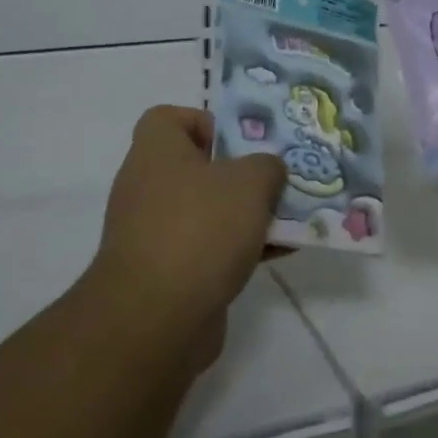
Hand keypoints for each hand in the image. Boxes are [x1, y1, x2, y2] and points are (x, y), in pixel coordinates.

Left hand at [86, 106, 285, 365]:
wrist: (156, 319)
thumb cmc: (200, 229)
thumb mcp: (250, 182)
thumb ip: (267, 166)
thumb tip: (267, 171)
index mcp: (156, 151)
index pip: (169, 118)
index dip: (206, 122)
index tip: (241, 142)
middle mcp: (147, 186)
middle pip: (196, 167)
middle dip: (240, 173)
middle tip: (276, 179)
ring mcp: (153, 232)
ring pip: (207, 211)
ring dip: (245, 214)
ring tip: (290, 218)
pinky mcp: (165, 273)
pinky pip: (207, 248)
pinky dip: (239, 249)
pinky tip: (278, 253)